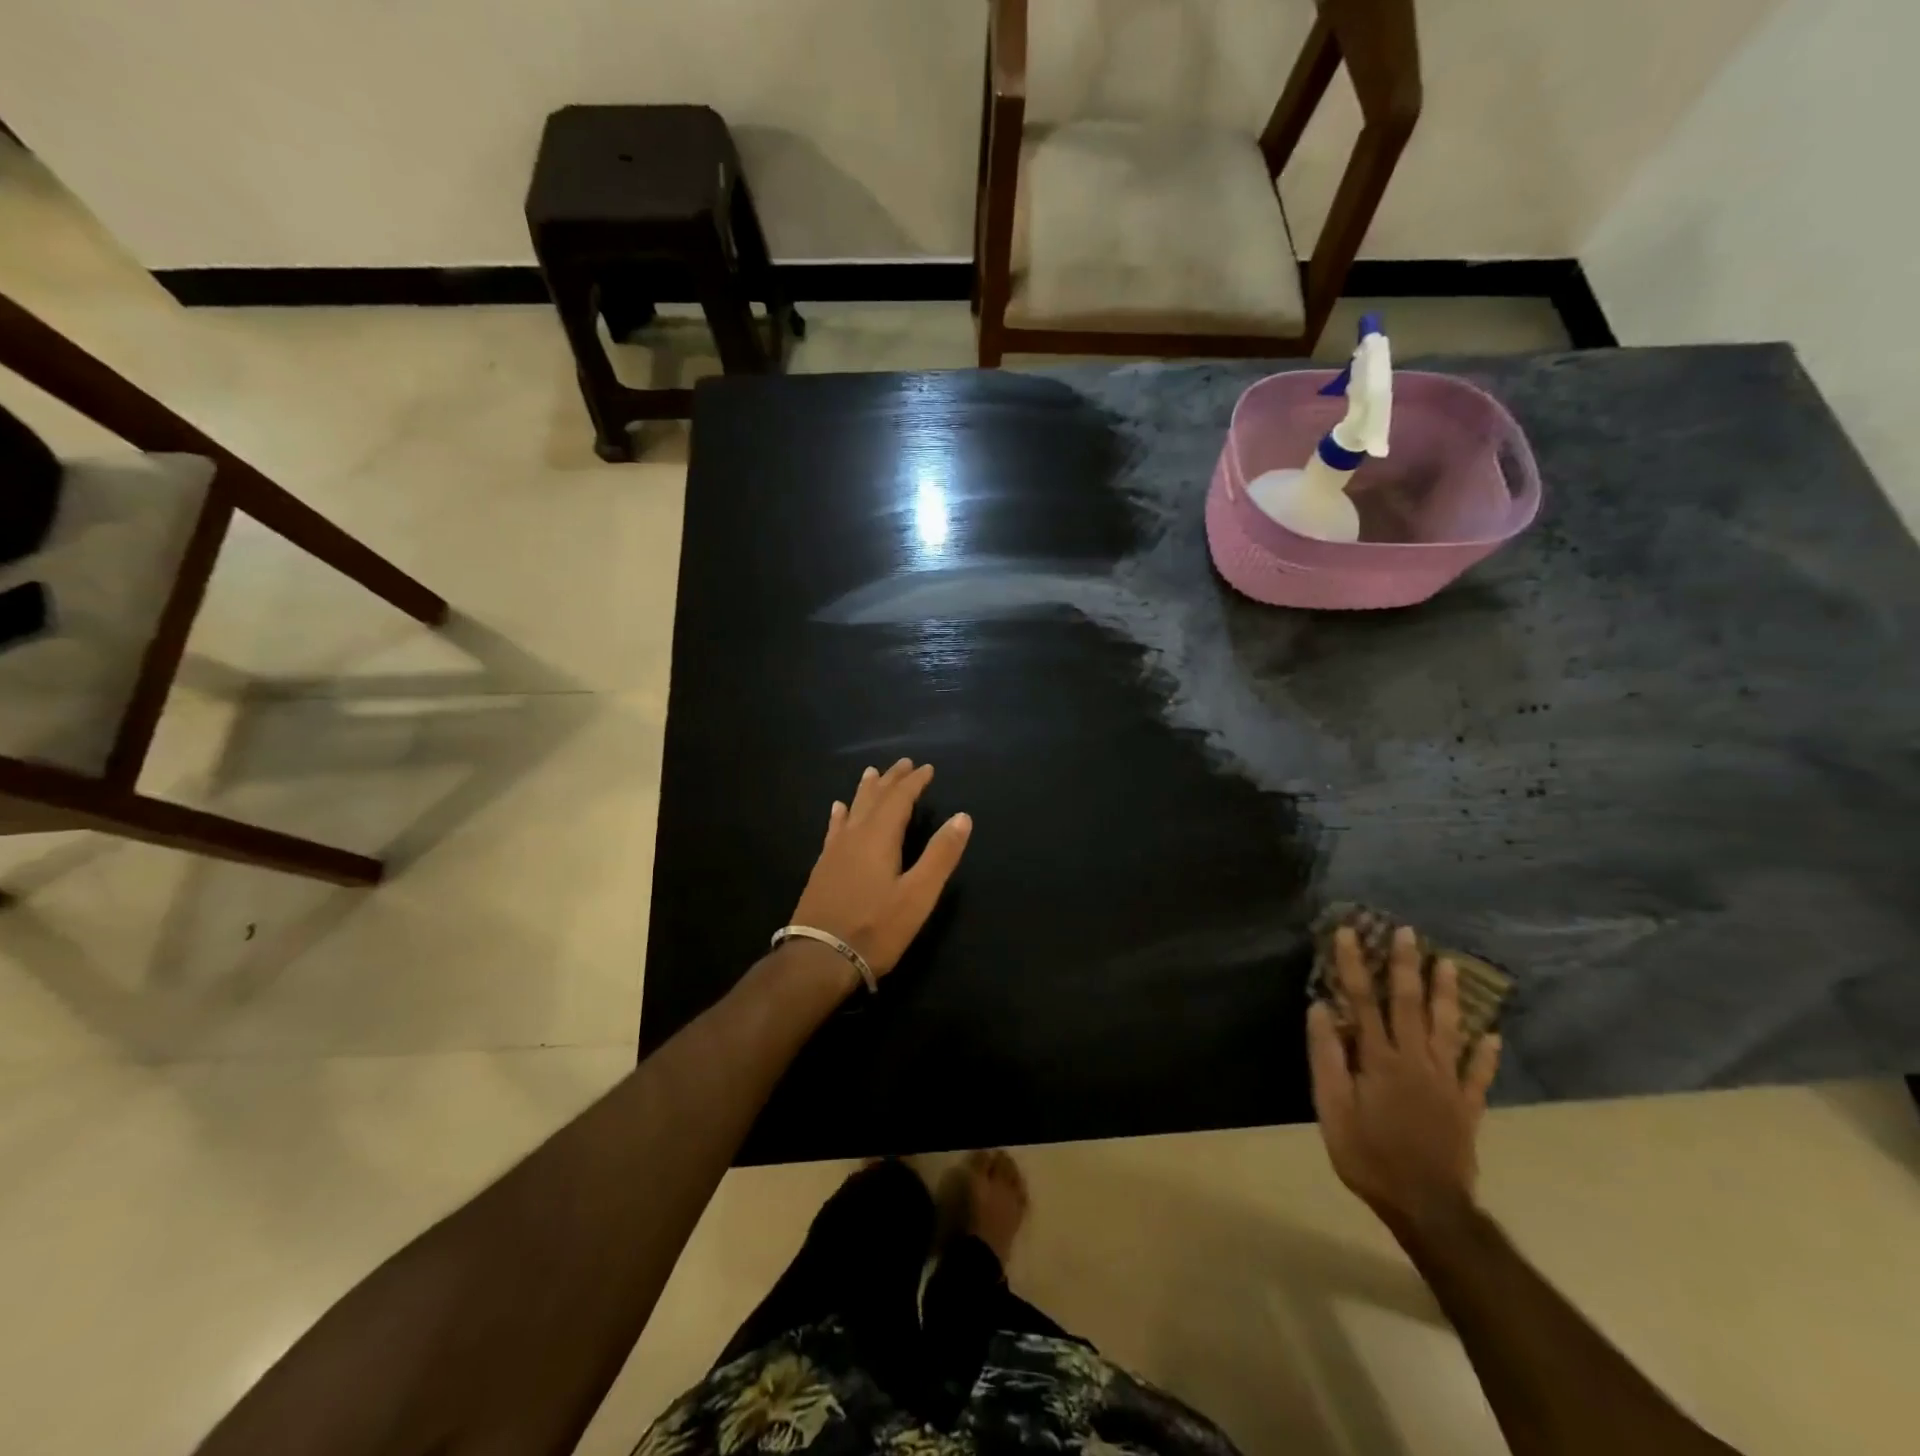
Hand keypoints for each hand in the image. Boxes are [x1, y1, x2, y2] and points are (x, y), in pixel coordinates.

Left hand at [789, 759, 971, 980]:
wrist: (819, 959)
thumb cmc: (876, 929)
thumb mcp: (918, 895)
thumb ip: (941, 855)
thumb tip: (962, 817)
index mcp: (879, 837)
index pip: (899, 799)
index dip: (914, 782)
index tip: (927, 768)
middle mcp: (854, 836)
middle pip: (874, 798)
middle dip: (891, 780)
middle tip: (903, 763)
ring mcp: (834, 852)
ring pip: (852, 810)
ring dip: (865, 791)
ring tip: (871, 773)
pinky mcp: (822, 869)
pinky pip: (834, 829)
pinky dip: (840, 815)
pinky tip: (838, 810)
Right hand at [1308, 926, 1501, 1233]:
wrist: (1427, 1208)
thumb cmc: (1369, 1156)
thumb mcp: (1332, 1108)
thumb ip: (1327, 1057)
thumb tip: (1321, 1009)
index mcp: (1380, 1059)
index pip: (1364, 1000)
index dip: (1354, 964)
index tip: (1348, 932)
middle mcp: (1416, 1061)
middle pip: (1410, 1004)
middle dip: (1406, 965)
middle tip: (1408, 932)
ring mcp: (1446, 1083)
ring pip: (1448, 1029)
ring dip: (1448, 995)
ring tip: (1450, 964)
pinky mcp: (1466, 1107)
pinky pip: (1478, 1074)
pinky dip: (1486, 1053)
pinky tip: (1492, 1035)